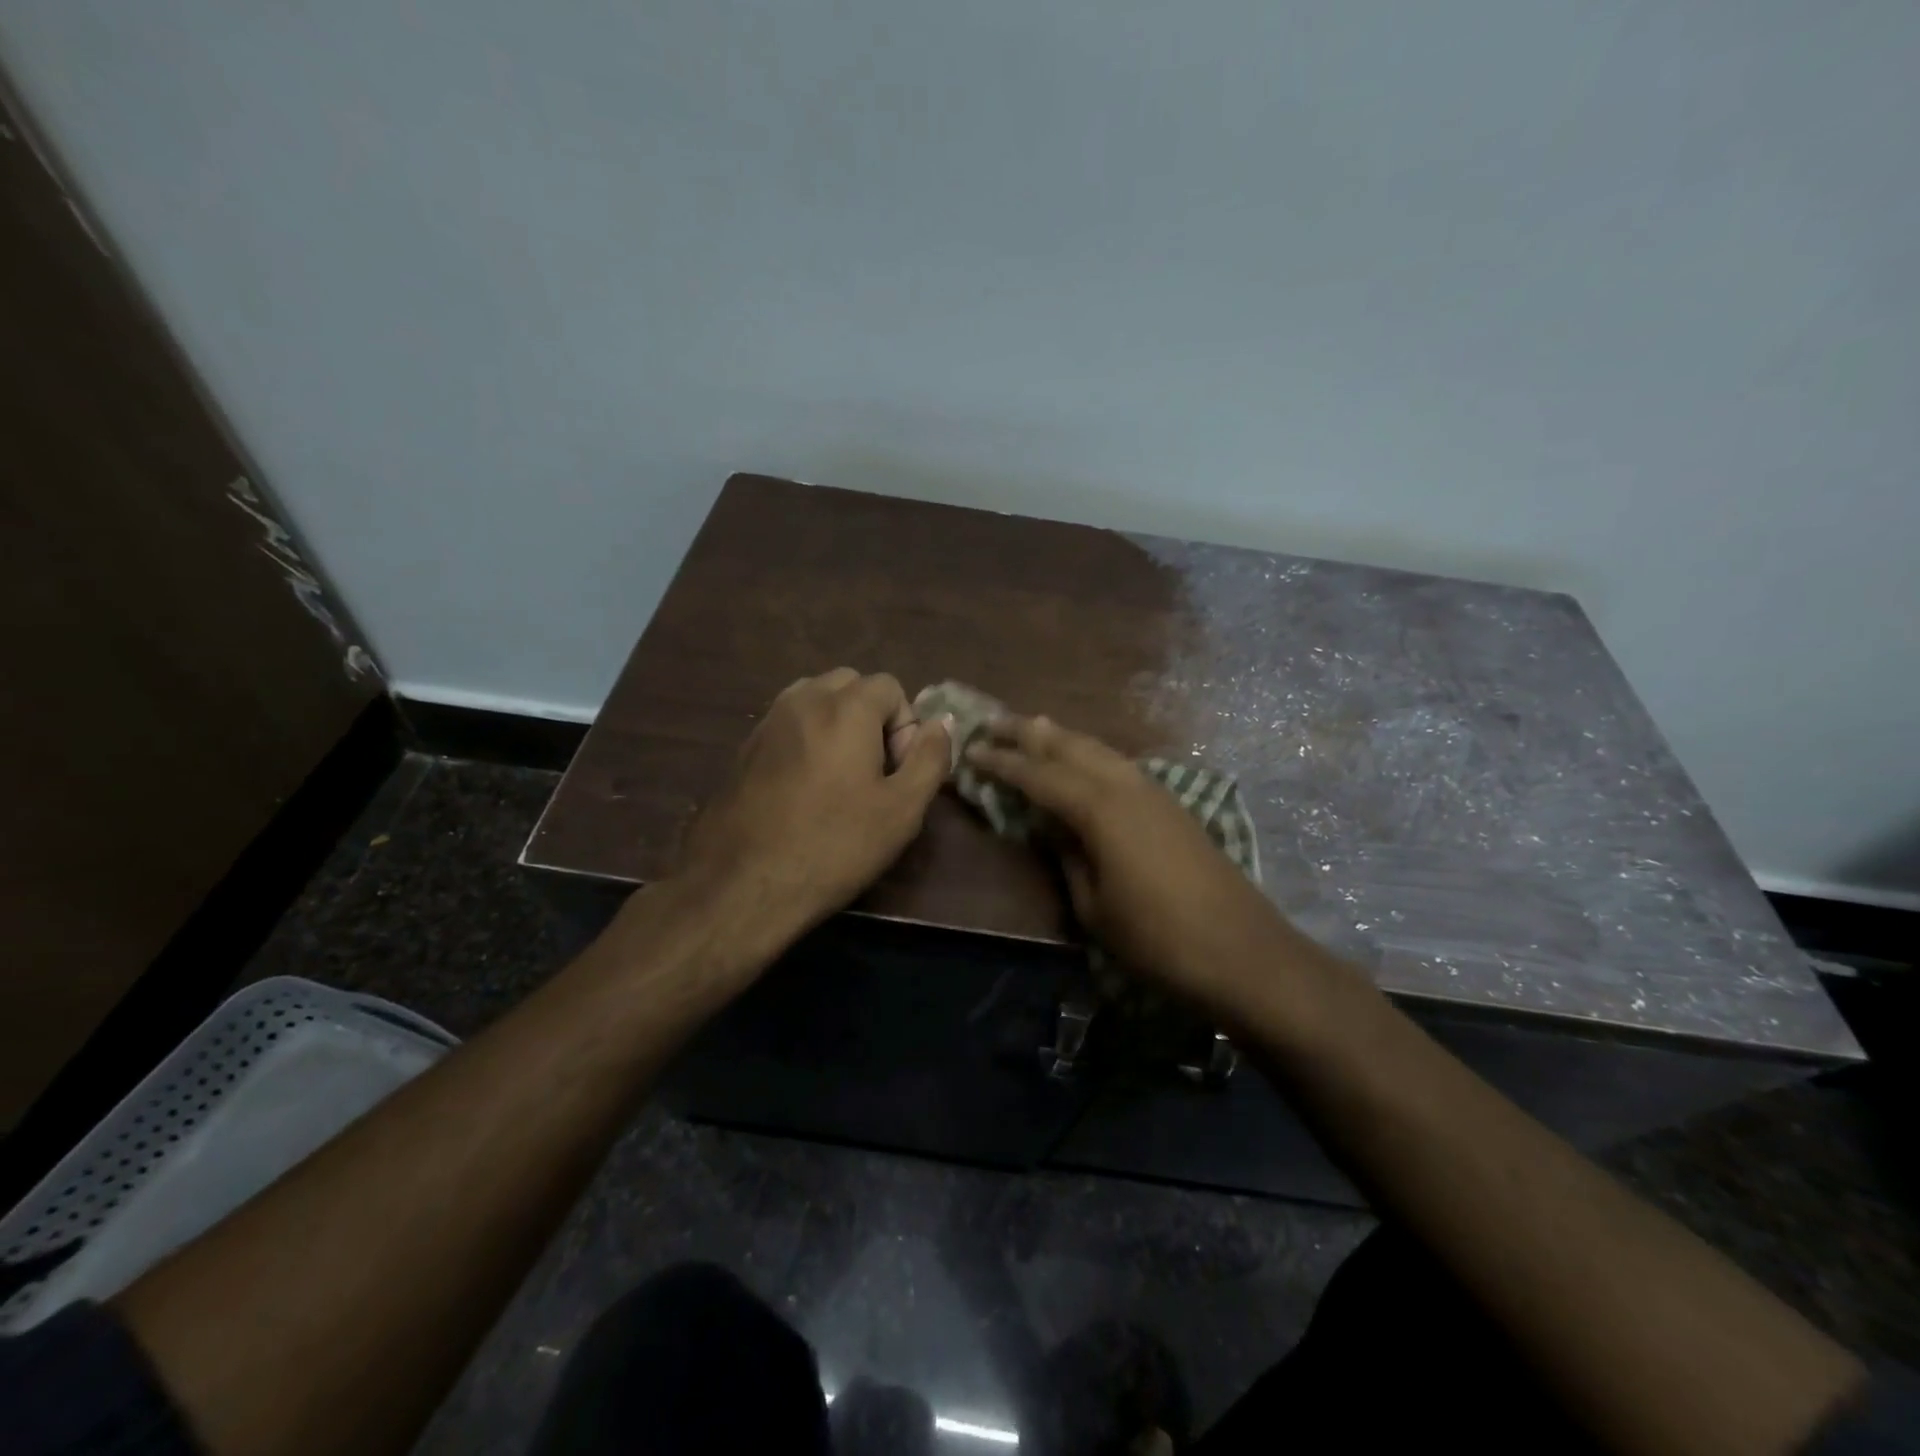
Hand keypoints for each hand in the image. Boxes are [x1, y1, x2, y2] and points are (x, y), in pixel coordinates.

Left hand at [675, 668, 951, 938]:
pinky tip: (804, 790)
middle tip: (873, 772)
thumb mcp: (903, 809)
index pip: (890, 686)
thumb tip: (941, 723)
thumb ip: (930, 758)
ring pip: (815, 700)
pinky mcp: (744, 747)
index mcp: (845, 708)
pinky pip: (788, 724)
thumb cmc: (834, 846)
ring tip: (839, 778)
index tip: (897, 772)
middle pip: (850, 685)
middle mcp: (803, 700)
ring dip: (837, 725)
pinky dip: (807, 740)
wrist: (743, 884)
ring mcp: (768, 721)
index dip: (905, 726)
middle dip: (871, 717)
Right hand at [967, 714, 1294, 1015]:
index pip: (1039, 775)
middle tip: (993, 721)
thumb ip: (1068, 857)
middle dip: (1029, 732)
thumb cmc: (1157, 939)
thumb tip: (1051, 828)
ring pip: (1099, 750)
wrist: (1243, 952)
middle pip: (1070, 746)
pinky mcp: (1173, 805)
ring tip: (1034, 728)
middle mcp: (1126, 785)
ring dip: (1063, 738)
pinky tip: (1084, 762)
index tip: (971, 750)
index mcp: (1099, 809)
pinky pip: (1120, 765)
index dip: (1003, 763)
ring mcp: (1155, 792)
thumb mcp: (1094, 906)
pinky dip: (1092, 755)